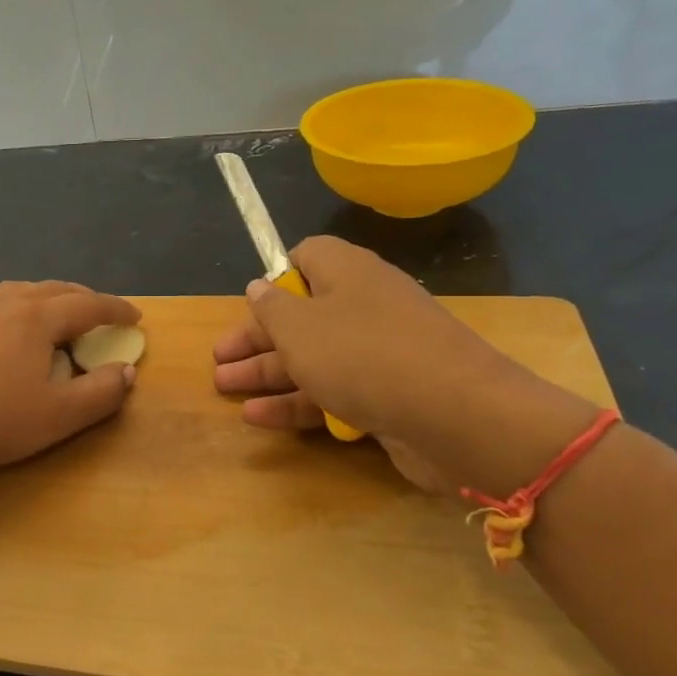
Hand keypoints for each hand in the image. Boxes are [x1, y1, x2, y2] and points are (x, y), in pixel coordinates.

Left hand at [0, 281, 140, 483]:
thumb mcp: (58, 416)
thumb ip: (100, 393)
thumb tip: (127, 372)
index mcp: (34, 319)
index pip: (86, 305)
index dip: (114, 309)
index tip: (135, 317)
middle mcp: (0, 306)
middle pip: (49, 290)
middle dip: (80, 298)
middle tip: (99, 312)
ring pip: (13, 293)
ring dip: (41, 298)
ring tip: (51, 313)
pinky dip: (8, 311)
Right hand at [212, 237, 594, 494]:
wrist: (456, 416)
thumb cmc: (363, 355)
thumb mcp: (300, 328)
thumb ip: (272, 308)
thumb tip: (259, 287)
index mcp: (347, 273)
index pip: (307, 257)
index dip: (275, 278)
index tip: (250, 305)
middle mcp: (364, 306)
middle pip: (301, 315)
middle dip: (256, 338)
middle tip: (219, 360)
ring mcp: (379, 353)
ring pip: (313, 357)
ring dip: (267, 373)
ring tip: (225, 388)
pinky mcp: (388, 395)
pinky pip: (333, 391)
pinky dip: (297, 402)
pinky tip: (258, 418)